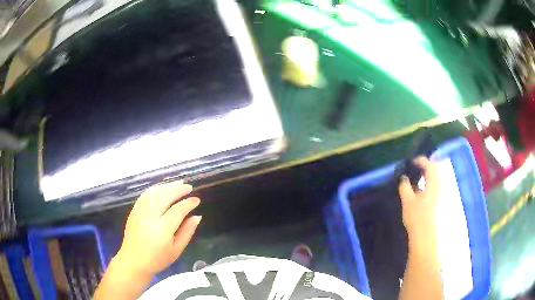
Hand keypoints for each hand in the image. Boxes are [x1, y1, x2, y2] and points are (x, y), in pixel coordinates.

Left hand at [115, 181, 201, 276]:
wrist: (133, 261)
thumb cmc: (157, 259)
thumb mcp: (177, 250)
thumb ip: (187, 232)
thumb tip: (197, 216)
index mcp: (162, 230)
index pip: (177, 210)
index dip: (188, 203)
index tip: (197, 200)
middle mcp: (150, 218)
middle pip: (165, 197)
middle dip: (178, 189)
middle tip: (189, 187)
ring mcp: (140, 212)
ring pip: (154, 193)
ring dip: (167, 186)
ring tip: (178, 184)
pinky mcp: (134, 211)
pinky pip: (145, 195)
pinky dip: (156, 189)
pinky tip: (163, 188)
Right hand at [398, 157, 439, 245]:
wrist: (428, 238)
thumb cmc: (417, 218)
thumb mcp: (408, 201)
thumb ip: (405, 187)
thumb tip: (404, 178)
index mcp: (434, 181)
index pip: (429, 164)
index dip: (420, 161)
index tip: (412, 161)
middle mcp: (443, 185)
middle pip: (437, 170)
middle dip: (428, 168)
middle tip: (418, 171)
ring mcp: (446, 194)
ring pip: (440, 180)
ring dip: (431, 178)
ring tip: (421, 182)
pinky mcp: (446, 203)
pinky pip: (441, 189)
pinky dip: (434, 187)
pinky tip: (427, 194)